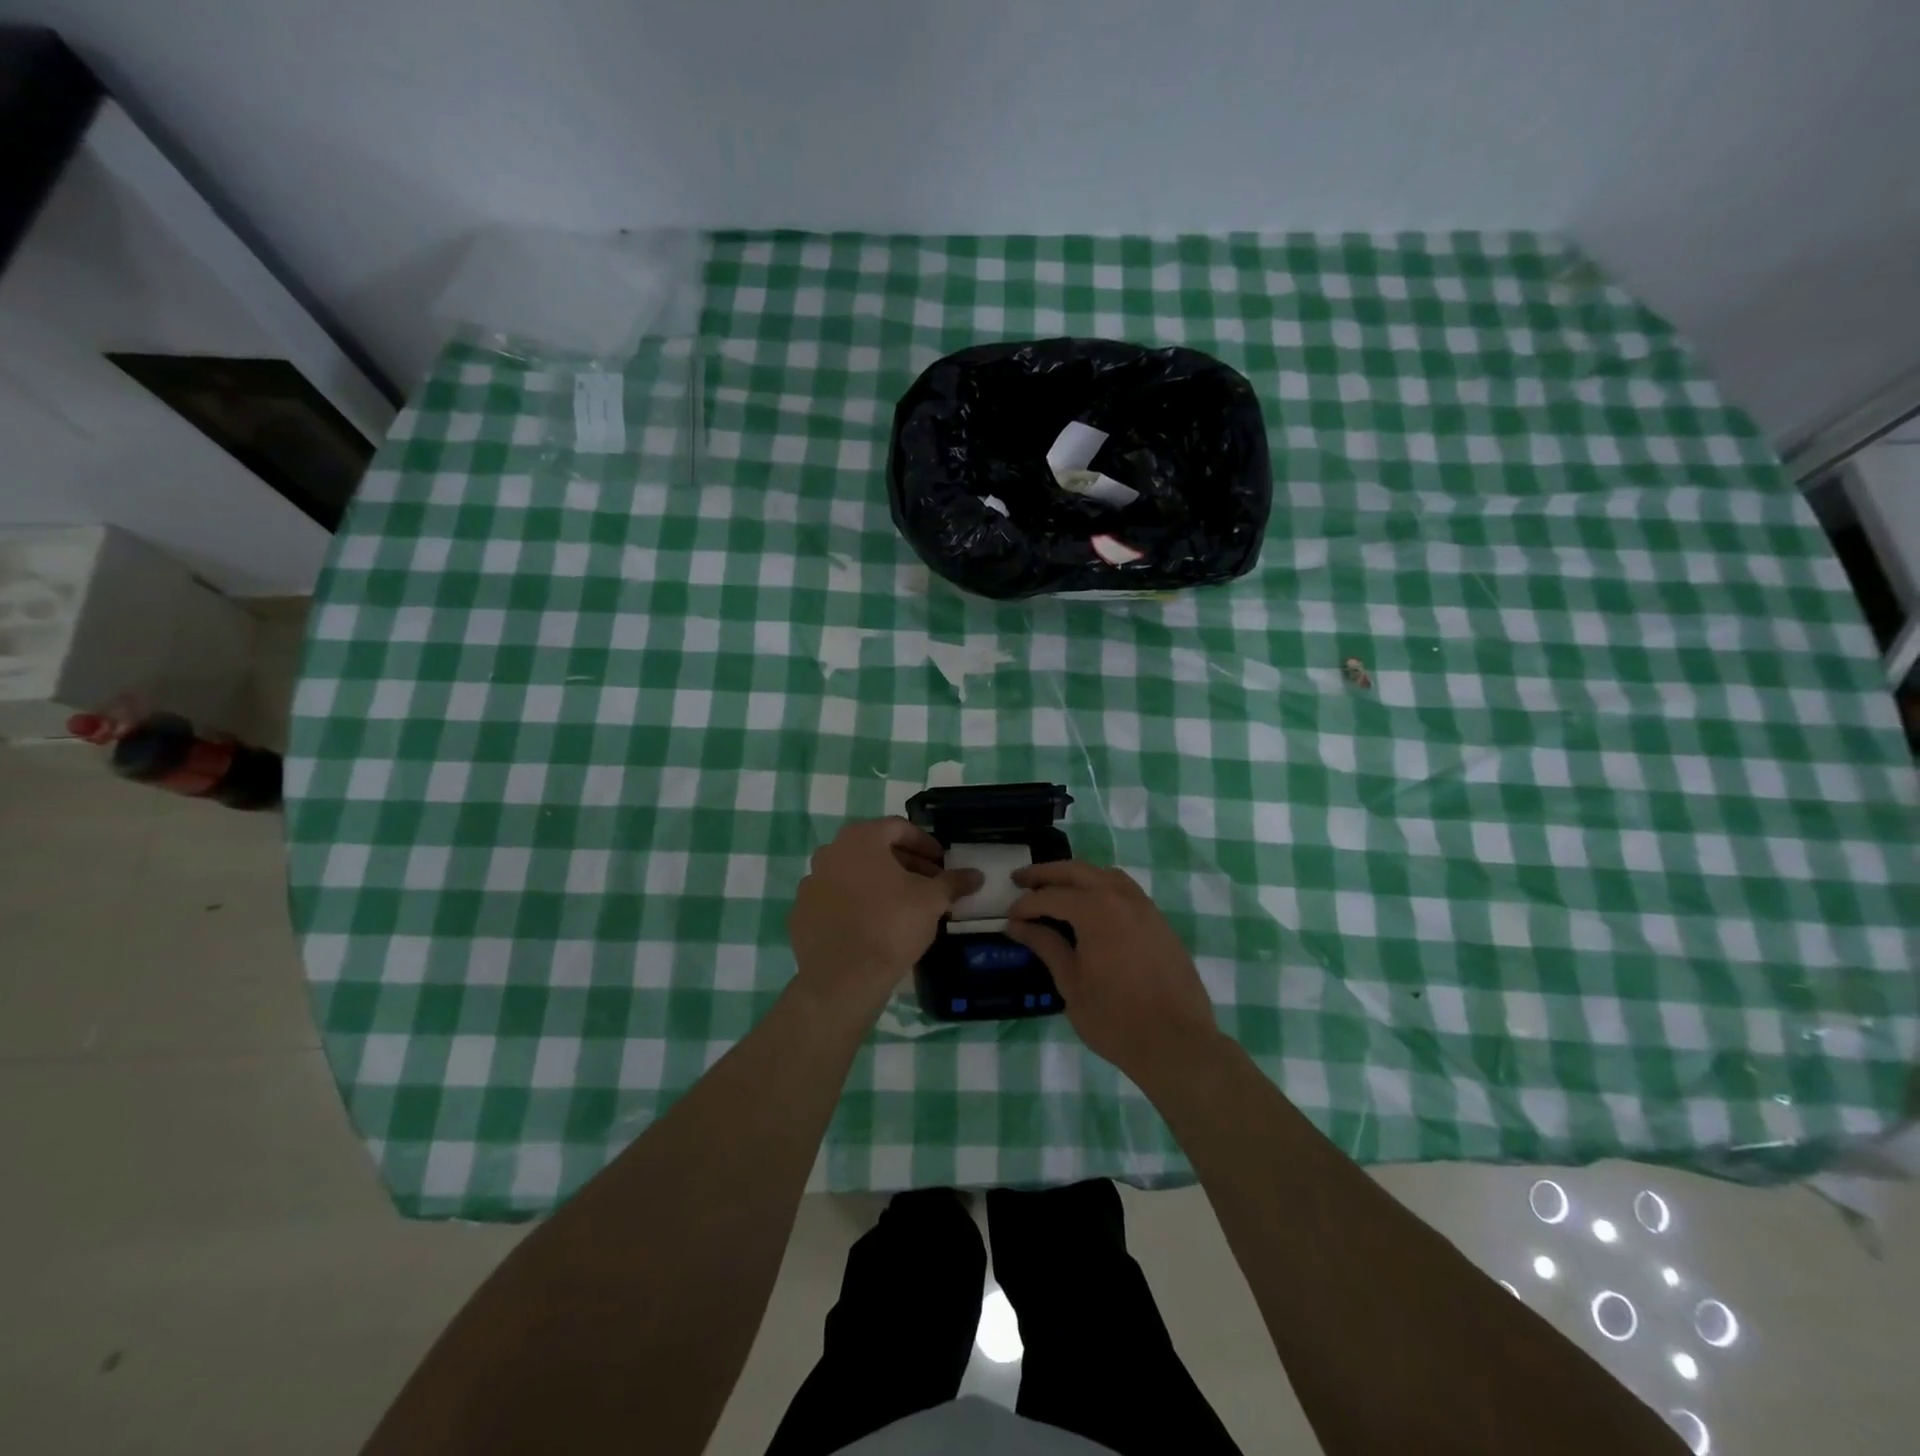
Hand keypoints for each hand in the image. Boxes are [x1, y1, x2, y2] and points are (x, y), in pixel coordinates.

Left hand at [789, 818, 982, 1020]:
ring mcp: (811, 883)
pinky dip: (854, 904)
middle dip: (903, 863)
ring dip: (878, 883)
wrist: (844, 978)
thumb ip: (954, 882)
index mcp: (860, 838)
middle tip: (927, 883)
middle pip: (874, 849)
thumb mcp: (932, 900)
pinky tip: (872, 925)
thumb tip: (976, 875)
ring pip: (852, 874)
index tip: (941, 862)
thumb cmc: (891, 926)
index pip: (898, 828)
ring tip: (902, 905)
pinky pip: (835, 900)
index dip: (925, 843)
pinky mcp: (801, 913)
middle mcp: (830, 852)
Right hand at [1006, 860, 1221, 1083]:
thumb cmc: (1115, 1018)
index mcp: (1095, 910)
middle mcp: (1121, 897)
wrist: (1177, 1042)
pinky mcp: (1159, 921)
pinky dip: (1101, 887)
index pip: (1050, 896)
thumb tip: (1018, 926)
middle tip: (1020, 880)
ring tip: (1055, 888)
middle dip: (1045, 874)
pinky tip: (1091, 906)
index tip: (1009, 918)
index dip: (1025, 906)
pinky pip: (1124, 890)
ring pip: (1104, 874)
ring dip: (1076, 876)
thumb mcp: (1071, 984)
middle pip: (1077, 871)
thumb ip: (1045, 946)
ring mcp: (1145, 906)